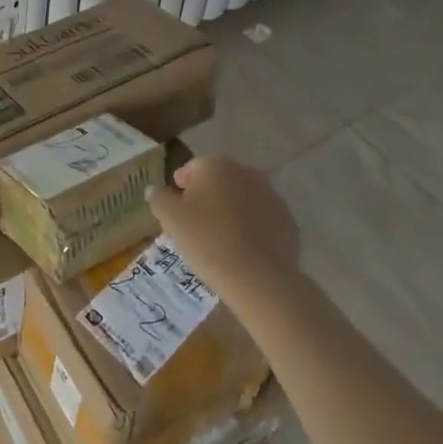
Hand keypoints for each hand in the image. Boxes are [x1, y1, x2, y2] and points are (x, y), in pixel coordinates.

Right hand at [149, 154, 300, 296]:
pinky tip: (243, 251)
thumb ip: (159, 198)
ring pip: (241, 200)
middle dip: (206, 199)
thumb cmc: (207, 240)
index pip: (190, 169)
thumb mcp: (170, 219)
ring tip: (220, 242)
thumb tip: (155, 190)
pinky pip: (261, 219)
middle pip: (218, 182)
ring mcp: (271, 195)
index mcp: (216, 165)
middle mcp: (246, 172)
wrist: (258, 278)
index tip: (176, 213)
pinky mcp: (287, 221)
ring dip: (230, 212)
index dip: (180, 190)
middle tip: (195, 228)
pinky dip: (251, 229)